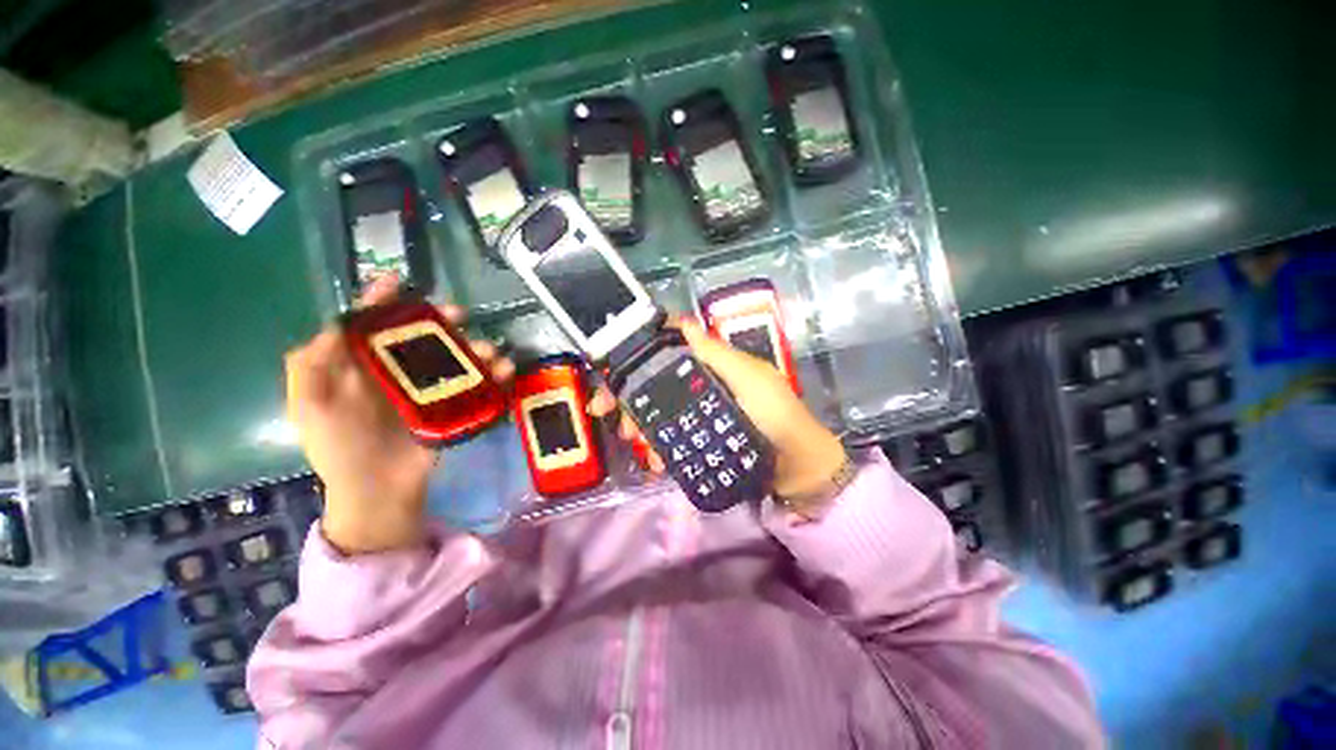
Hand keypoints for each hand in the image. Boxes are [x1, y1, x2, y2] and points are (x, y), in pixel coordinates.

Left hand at [284, 275, 514, 553]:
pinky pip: (476, 385)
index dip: (380, 301)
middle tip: (460, 313)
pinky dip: (493, 375)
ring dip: (474, 348)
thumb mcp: (309, 407)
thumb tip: (336, 323)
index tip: (397, 279)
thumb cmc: (338, 449)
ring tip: (489, 350)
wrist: (378, 490)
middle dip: (440, 320)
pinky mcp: (452, 407)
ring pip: (453, 358)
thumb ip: (310, 366)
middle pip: (420, 337)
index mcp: (360, 368)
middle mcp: (396, 372)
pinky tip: (505, 370)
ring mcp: (427, 390)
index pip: (370, 326)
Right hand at [590, 319, 846, 507]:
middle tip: (604, 410)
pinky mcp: (700, 441)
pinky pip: (671, 440)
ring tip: (630, 439)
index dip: (638, 354)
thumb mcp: (748, 379)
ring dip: (637, 423)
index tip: (612, 366)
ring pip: (657, 412)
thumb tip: (682, 322)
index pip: (668, 352)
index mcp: (710, 366)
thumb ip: (716, 354)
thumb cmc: (776, 415)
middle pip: (654, 384)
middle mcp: (699, 387)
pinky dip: (657, 448)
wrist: (796, 468)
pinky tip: (655, 461)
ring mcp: (699, 416)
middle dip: (626, 394)